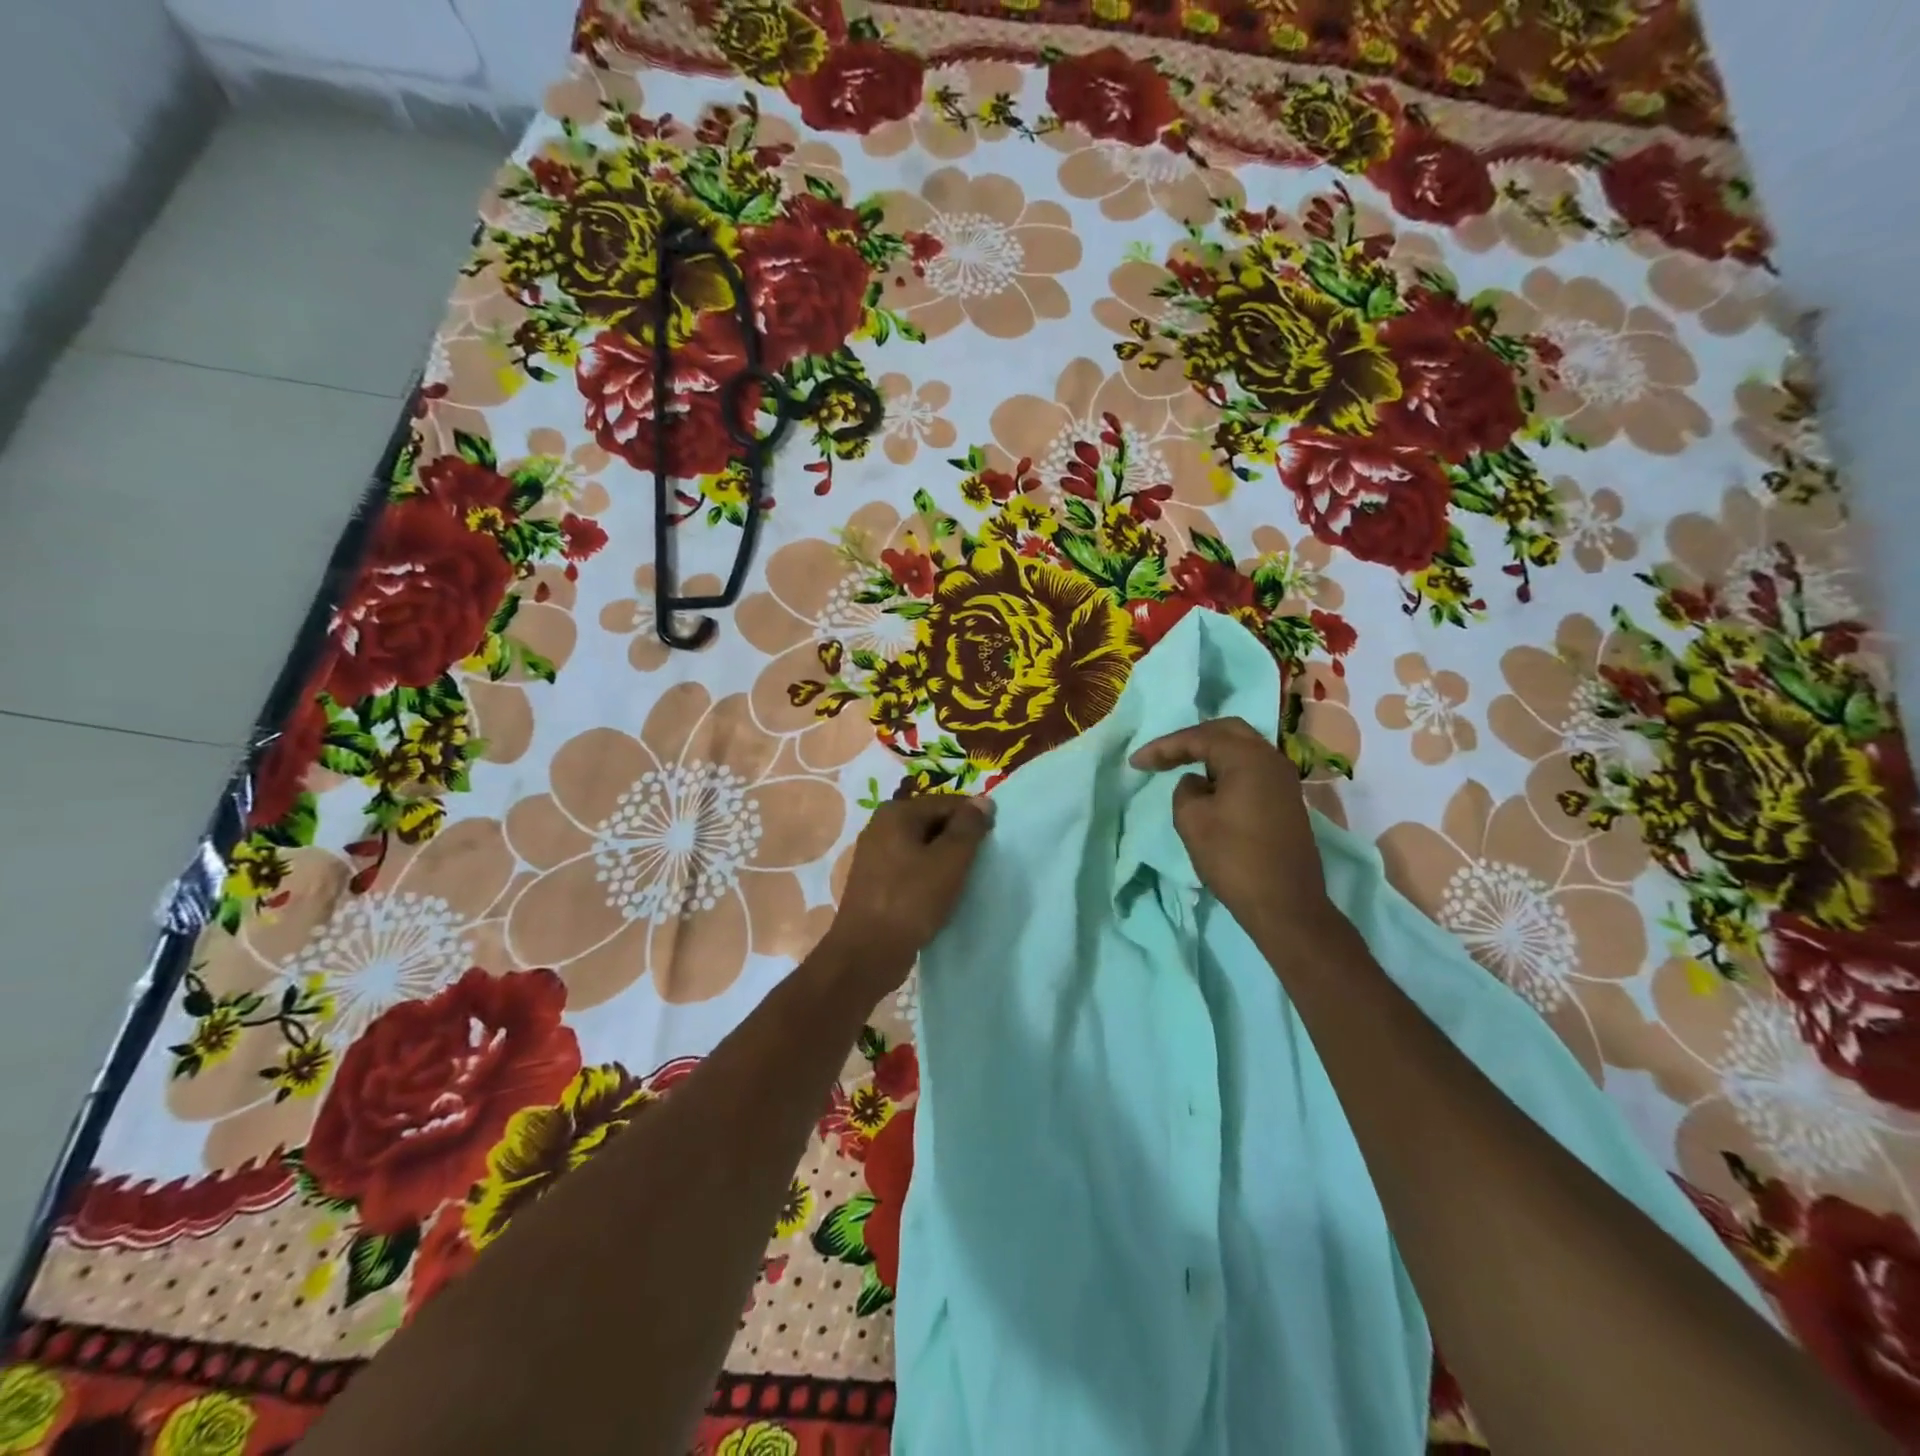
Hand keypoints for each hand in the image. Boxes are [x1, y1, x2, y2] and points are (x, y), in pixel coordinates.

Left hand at [818, 795, 992, 996]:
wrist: (867, 953)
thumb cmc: (911, 900)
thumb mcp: (949, 861)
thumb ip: (968, 828)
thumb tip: (984, 801)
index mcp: (897, 812)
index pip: (948, 802)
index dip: (974, 819)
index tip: (992, 843)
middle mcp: (881, 825)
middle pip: (933, 821)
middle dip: (958, 839)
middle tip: (979, 864)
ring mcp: (875, 854)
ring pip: (922, 846)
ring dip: (944, 859)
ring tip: (962, 880)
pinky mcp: (875, 881)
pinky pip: (910, 867)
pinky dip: (928, 875)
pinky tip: (940, 894)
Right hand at [1130, 717, 1335, 936]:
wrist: (1285, 904)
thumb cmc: (1233, 858)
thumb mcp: (1192, 819)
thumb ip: (1186, 790)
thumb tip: (1197, 783)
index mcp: (1248, 757)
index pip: (1199, 737)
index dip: (1164, 747)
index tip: (1136, 763)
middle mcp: (1271, 759)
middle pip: (1226, 732)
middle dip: (1190, 741)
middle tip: (1162, 756)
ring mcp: (1284, 780)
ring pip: (1242, 750)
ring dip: (1210, 754)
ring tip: (1181, 768)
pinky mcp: (1287, 800)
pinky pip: (1251, 770)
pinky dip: (1226, 770)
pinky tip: (1209, 787)